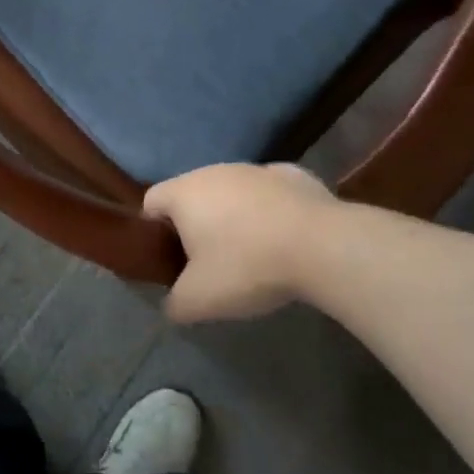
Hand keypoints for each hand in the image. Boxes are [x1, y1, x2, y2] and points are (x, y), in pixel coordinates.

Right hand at [144, 163, 337, 322]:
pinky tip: (285, 238)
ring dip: (234, 216)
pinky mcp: (291, 174)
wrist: (321, 246)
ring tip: (253, 253)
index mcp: (184, 192)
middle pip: (192, 196)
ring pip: (231, 191)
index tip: (171, 260)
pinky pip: (268, 193)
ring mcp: (254, 169)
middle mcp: (213, 171)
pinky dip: (269, 211)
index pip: (151, 203)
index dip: (154, 232)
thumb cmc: (247, 266)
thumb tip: (171, 304)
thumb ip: (175, 303)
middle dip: (196, 225)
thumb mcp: (200, 300)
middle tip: (210, 264)